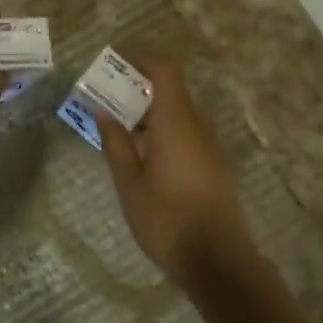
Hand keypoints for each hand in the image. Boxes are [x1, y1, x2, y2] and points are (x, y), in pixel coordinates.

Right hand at [95, 57, 252, 286]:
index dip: (142, 60)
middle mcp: (197, 126)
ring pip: (179, 114)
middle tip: (108, 103)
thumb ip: (116, 143)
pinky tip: (146, 160)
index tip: (116, 67)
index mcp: (175, 122)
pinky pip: (188, 134)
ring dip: (151, 114)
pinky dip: (165, 133)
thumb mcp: (129, 183)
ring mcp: (210, 146)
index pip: (165, 70)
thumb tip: (104, 112)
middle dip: (139, 90)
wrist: (218, 261)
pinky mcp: (216, 166)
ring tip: (122, 134)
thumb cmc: (166, 219)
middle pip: (171, 91)